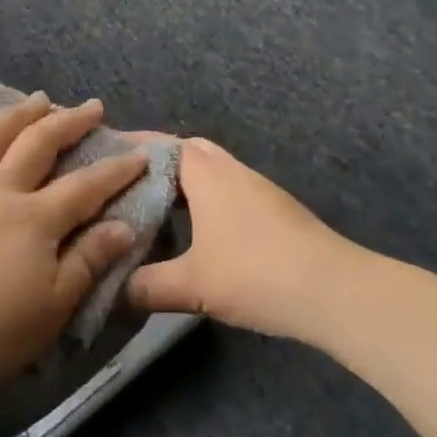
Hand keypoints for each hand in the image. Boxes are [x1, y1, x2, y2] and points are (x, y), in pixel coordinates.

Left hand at [0, 92, 148, 409]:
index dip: (116, 170)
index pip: (86, 186)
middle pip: (38, 144)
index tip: (140, 155)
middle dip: (69, 122)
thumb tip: (125, 226)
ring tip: (39, 100)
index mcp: (35, 219)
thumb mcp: (55, 306)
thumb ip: (89, 259)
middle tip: (91, 107)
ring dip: (19, 114)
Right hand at [128, 137, 356, 343]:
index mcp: (207, 174)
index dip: (131, 147)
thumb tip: (113, 291)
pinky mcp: (274, 210)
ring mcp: (258, 188)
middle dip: (157, 161)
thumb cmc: (256, 274)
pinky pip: (228, 190)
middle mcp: (232, 171)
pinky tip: (196, 231)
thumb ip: (147, 286)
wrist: (334, 291)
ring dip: (184, 182)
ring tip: (153, 206)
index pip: (162, 144)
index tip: (102, 155)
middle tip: (126, 182)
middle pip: (188, 150)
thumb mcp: (192, 285)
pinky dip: (204, 199)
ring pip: (212, 171)